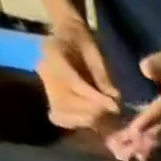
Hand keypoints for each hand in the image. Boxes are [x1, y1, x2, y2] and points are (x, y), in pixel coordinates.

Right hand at [38, 13, 119, 131]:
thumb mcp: (95, 53)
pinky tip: (93, 123)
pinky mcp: (51, 99)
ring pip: (62, 113)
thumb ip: (102, 76)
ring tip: (104, 118)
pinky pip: (60, 118)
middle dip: (93, 111)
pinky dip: (77, 123)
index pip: (73, 82)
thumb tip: (113, 97)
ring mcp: (46, 86)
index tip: (115, 107)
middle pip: (67, 102)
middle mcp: (45, 71)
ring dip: (87, 120)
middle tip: (111, 113)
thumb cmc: (84, 44)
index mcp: (53, 53)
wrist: (67, 37)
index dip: (95, 98)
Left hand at [109, 39, 160, 160]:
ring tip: (130, 156)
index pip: (160, 111)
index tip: (133, 134)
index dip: (147, 121)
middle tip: (124, 152)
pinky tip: (143, 147)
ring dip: (147, 145)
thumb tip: (145, 70)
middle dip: (142, 140)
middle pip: (160, 129)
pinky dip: (153, 141)